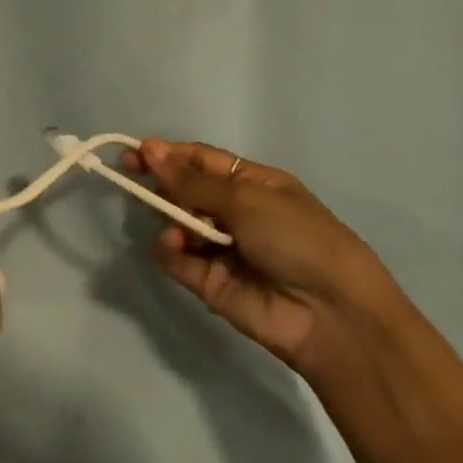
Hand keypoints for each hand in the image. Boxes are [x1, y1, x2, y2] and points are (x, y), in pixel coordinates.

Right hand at [123, 139, 412, 371]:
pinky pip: (175, 259)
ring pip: (176, 225)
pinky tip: (174, 247)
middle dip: (161, 185)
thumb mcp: (246, 199)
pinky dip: (168, 251)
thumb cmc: (297, 239)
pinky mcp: (207, 281)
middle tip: (132, 179)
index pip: (201, 162)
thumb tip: (149, 148)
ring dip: (169, 220)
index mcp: (254, 185)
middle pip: (185, 192)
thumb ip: (190, 180)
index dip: (167, 155)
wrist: (330, 314)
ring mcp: (220, 249)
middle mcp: (236, 214)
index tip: (132, 153)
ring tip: (176, 230)